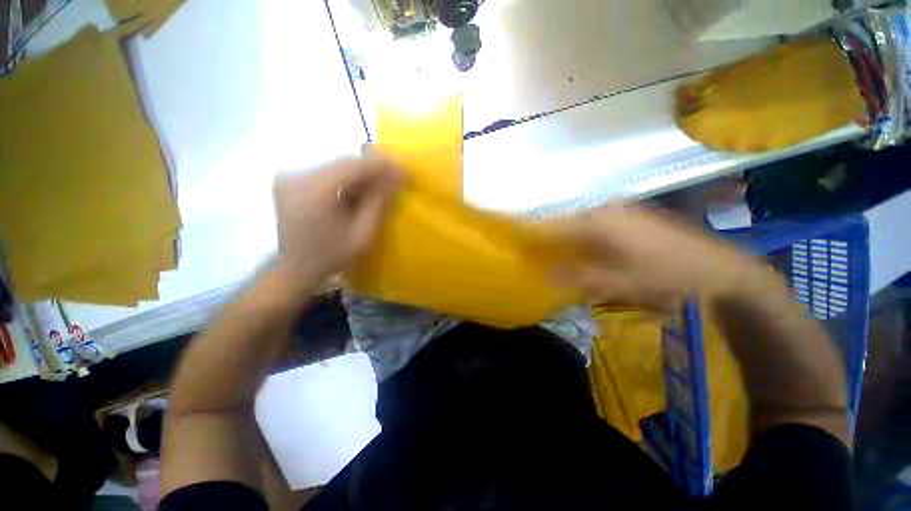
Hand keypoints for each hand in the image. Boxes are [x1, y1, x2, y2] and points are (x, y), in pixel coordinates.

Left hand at [273, 156, 402, 283]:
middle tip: (396, 180)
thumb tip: (397, 176)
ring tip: (381, 188)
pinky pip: (328, 172)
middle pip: (345, 163)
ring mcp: (291, 176)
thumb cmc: (332, 257)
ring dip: (362, 175)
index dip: (383, 165)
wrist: (295, 268)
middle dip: (374, 170)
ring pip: (338, 166)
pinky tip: (359, 192)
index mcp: (314, 192)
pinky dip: (348, 179)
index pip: (354, 166)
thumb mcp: (362, 235)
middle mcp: (297, 177)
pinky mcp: (291, 179)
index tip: (405, 171)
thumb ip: (379, 203)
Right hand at [551, 205, 769, 310]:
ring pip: (583, 223)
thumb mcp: (620, 282)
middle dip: (552, 238)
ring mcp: (622, 210)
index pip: (555, 225)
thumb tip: (546, 276)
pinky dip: (586, 236)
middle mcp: (607, 210)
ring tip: (561, 256)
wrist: (719, 269)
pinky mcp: (633, 216)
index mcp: (600, 222)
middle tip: (542, 256)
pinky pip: (598, 223)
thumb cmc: (667, 275)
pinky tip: (588, 251)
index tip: (522, 245)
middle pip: (567, 222)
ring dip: (569, 238)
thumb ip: (580, 278)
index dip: (536, 235)